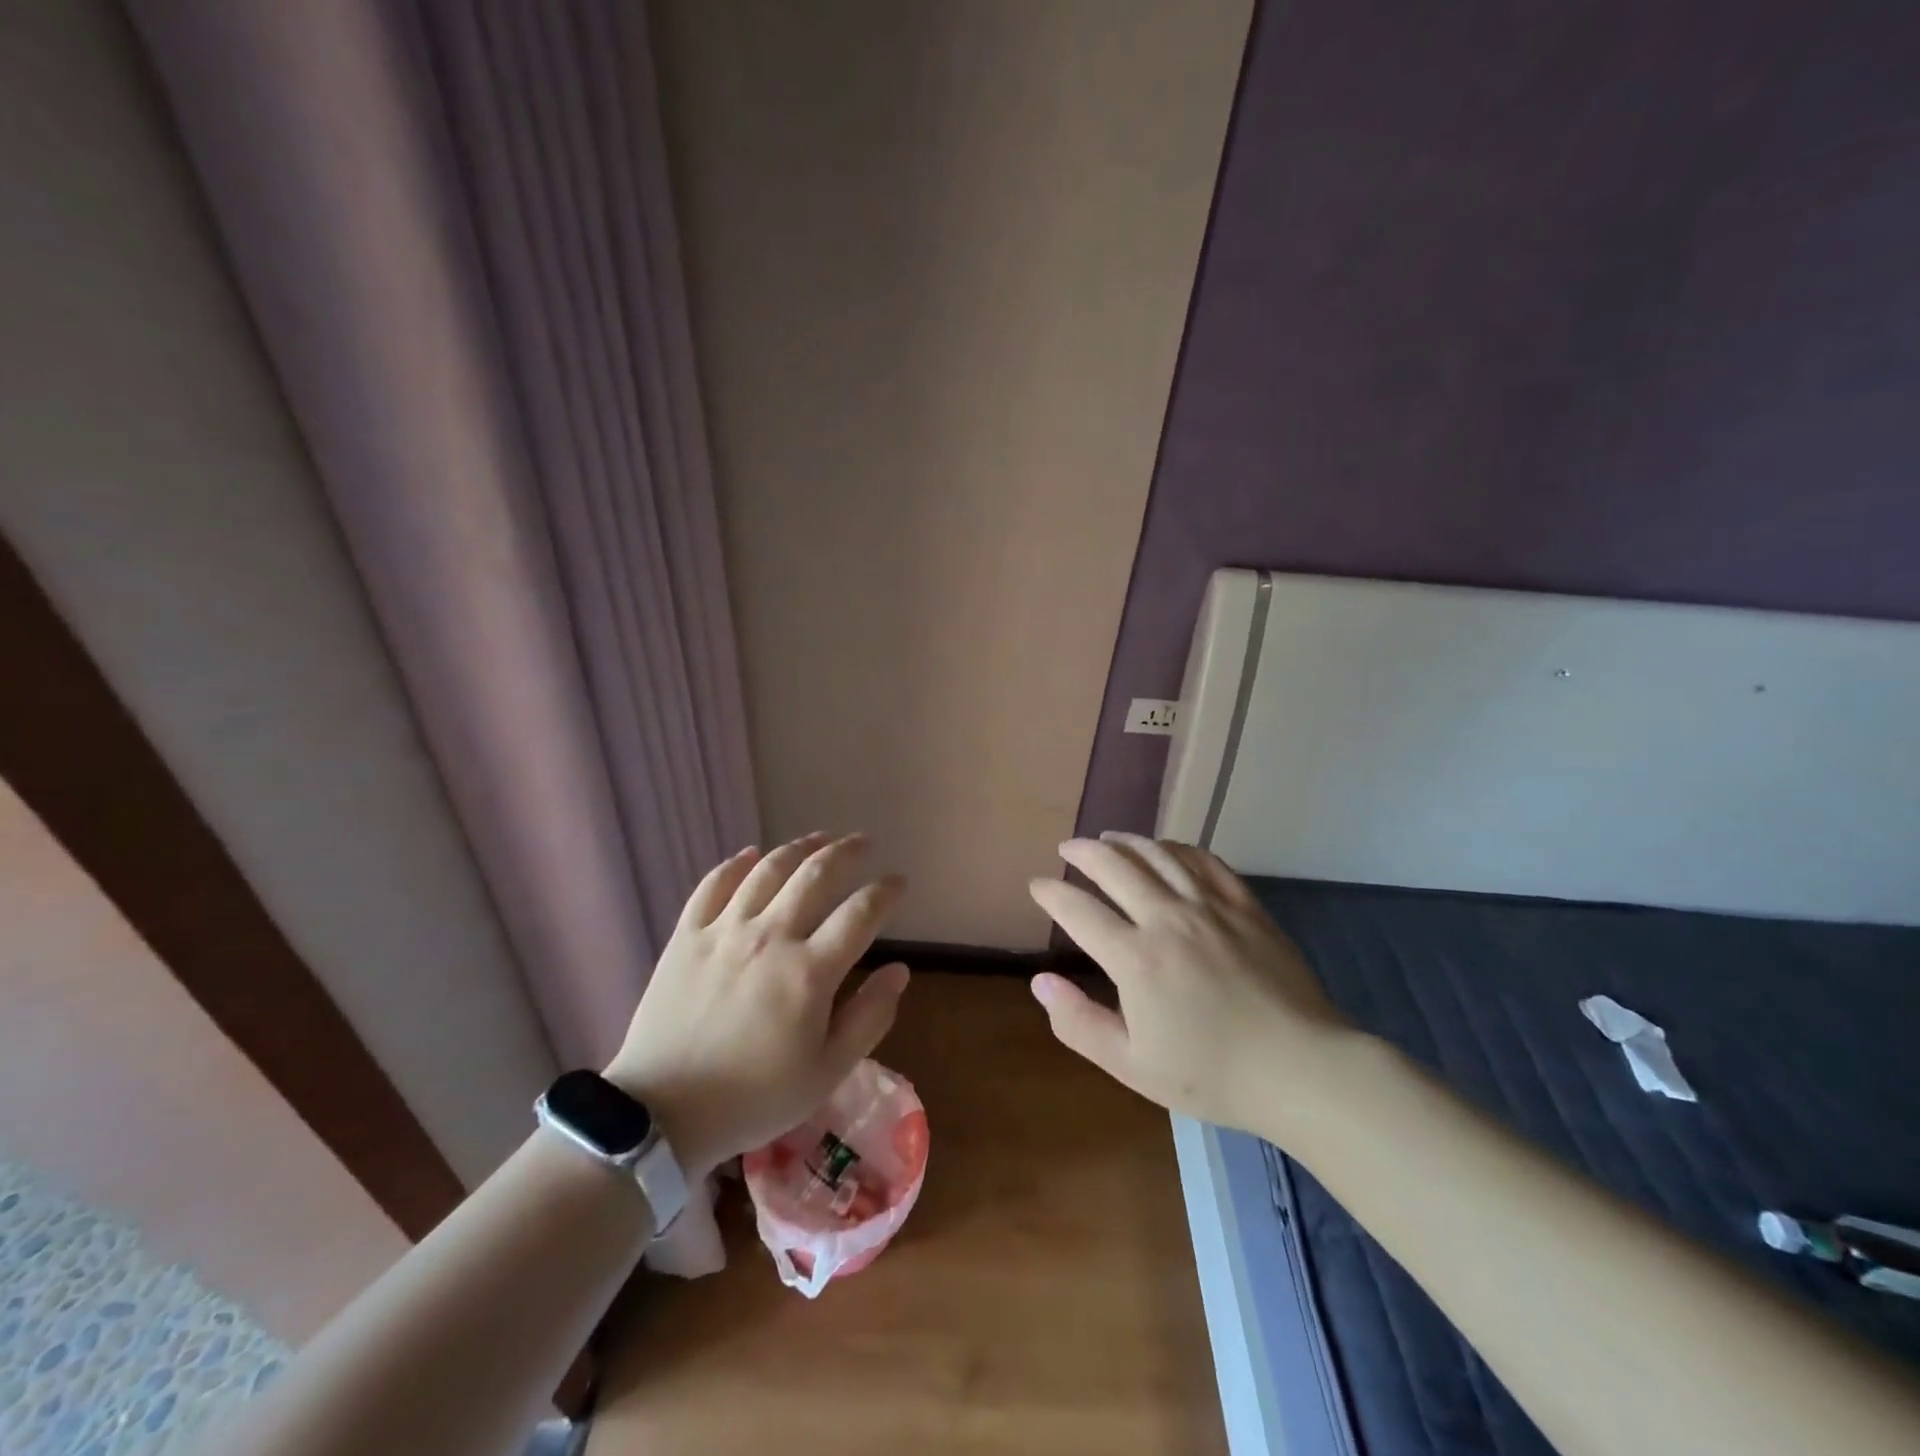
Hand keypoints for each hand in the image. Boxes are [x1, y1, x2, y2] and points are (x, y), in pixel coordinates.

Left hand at [605, 833, 909, 1176]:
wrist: (661, 1114)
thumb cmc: (754, 1098)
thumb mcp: (827, 1072)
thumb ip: (870, 1017)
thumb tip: (900, 970)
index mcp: (809, 972)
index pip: (861, 913)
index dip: (885, 891)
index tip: (898, 882)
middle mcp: (770, 936)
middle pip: (815, 874)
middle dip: (846, 852)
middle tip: (862, 842)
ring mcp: (724, 931)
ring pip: (768, 869)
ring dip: (798, 847)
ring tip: (818, 838)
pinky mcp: (686, 936)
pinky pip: (713, 885)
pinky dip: (736, 864)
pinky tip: (750, 855)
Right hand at [1027, 833, 1353, 1133]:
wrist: (1301, 1069)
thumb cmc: (1212, 1075)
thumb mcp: (1132, 1066)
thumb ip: (1079, 1023)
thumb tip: (1040, 981)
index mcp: (1136, 958)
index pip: (1078, 910)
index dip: (1052, 893)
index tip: (1037, 885)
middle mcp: (1167, 919)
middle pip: (1115, 867)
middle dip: (1082, 852)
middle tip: (1067, 847)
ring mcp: (1210, 907)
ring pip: (1158, 855)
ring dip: (1126, 841)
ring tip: (1108, 837)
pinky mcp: (1244, 906)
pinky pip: (1204, 861)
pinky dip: (1176, 848)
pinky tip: (1166, 849)